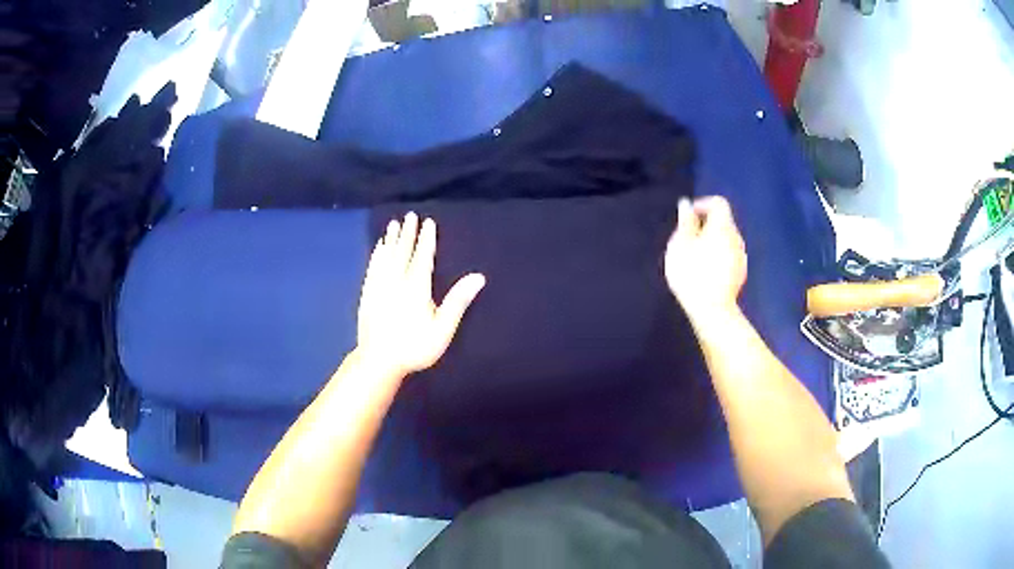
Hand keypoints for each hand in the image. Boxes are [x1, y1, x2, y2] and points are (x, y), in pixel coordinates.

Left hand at [356, 212, 485, 378]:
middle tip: (409, 215)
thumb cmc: (415, 347)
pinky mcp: (367, 294)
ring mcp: (379, 287)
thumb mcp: (442, 328)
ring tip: (392, 225)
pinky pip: (373, 268)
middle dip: (407, 233)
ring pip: (385, 257)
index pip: (422, 257)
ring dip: (390, 240)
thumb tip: (478, 277)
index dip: (426, 239)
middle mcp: (396, 281)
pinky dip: (376, 255)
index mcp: (416, 288)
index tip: (428, 223)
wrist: (378, 361)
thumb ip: (458, 301)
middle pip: (402, 252)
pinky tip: (377, 249)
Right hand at [664, 196, 746, 323]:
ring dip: (712, 242)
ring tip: (694, 257)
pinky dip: (718, 257)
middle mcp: (736, 237)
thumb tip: (686, 205)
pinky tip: (705, 272)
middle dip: (706, 226)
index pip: (718, 203)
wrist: (712, 310)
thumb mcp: (681, 244)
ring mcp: (741, 257)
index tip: (688, 217)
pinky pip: (729, 256)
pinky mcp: (740, 274)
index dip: (702, 204)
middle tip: (687, 239)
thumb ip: (685, 222)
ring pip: (726, 240)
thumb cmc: (692, 273)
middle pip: (723, 222)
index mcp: (723, 226)